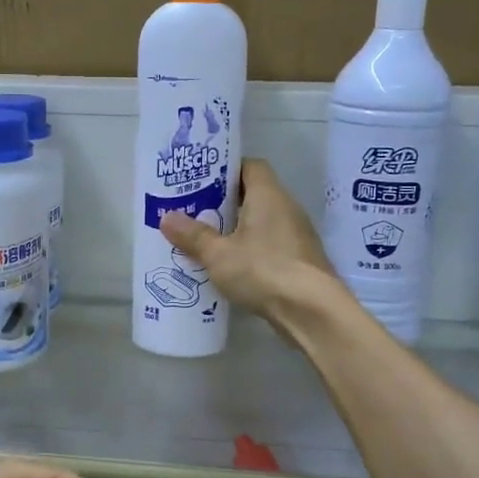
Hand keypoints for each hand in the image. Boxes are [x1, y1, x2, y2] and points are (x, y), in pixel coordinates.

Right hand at [161, 159, 338, 328]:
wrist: (312, 311)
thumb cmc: (263, 270)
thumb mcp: (218, 254)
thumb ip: (193, 236)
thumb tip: (166, 217)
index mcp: (269, 195)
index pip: (250, 166)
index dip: (226, 170)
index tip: (201, 180)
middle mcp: (287, 208)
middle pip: (254, 195)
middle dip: (224, 203)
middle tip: (194, 212)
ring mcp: (296, 236)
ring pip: (261, 223)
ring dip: (236, 229)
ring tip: (205, 240)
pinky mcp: (299, 261)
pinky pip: (269, 246)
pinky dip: (249, 251)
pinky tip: (229, 267)